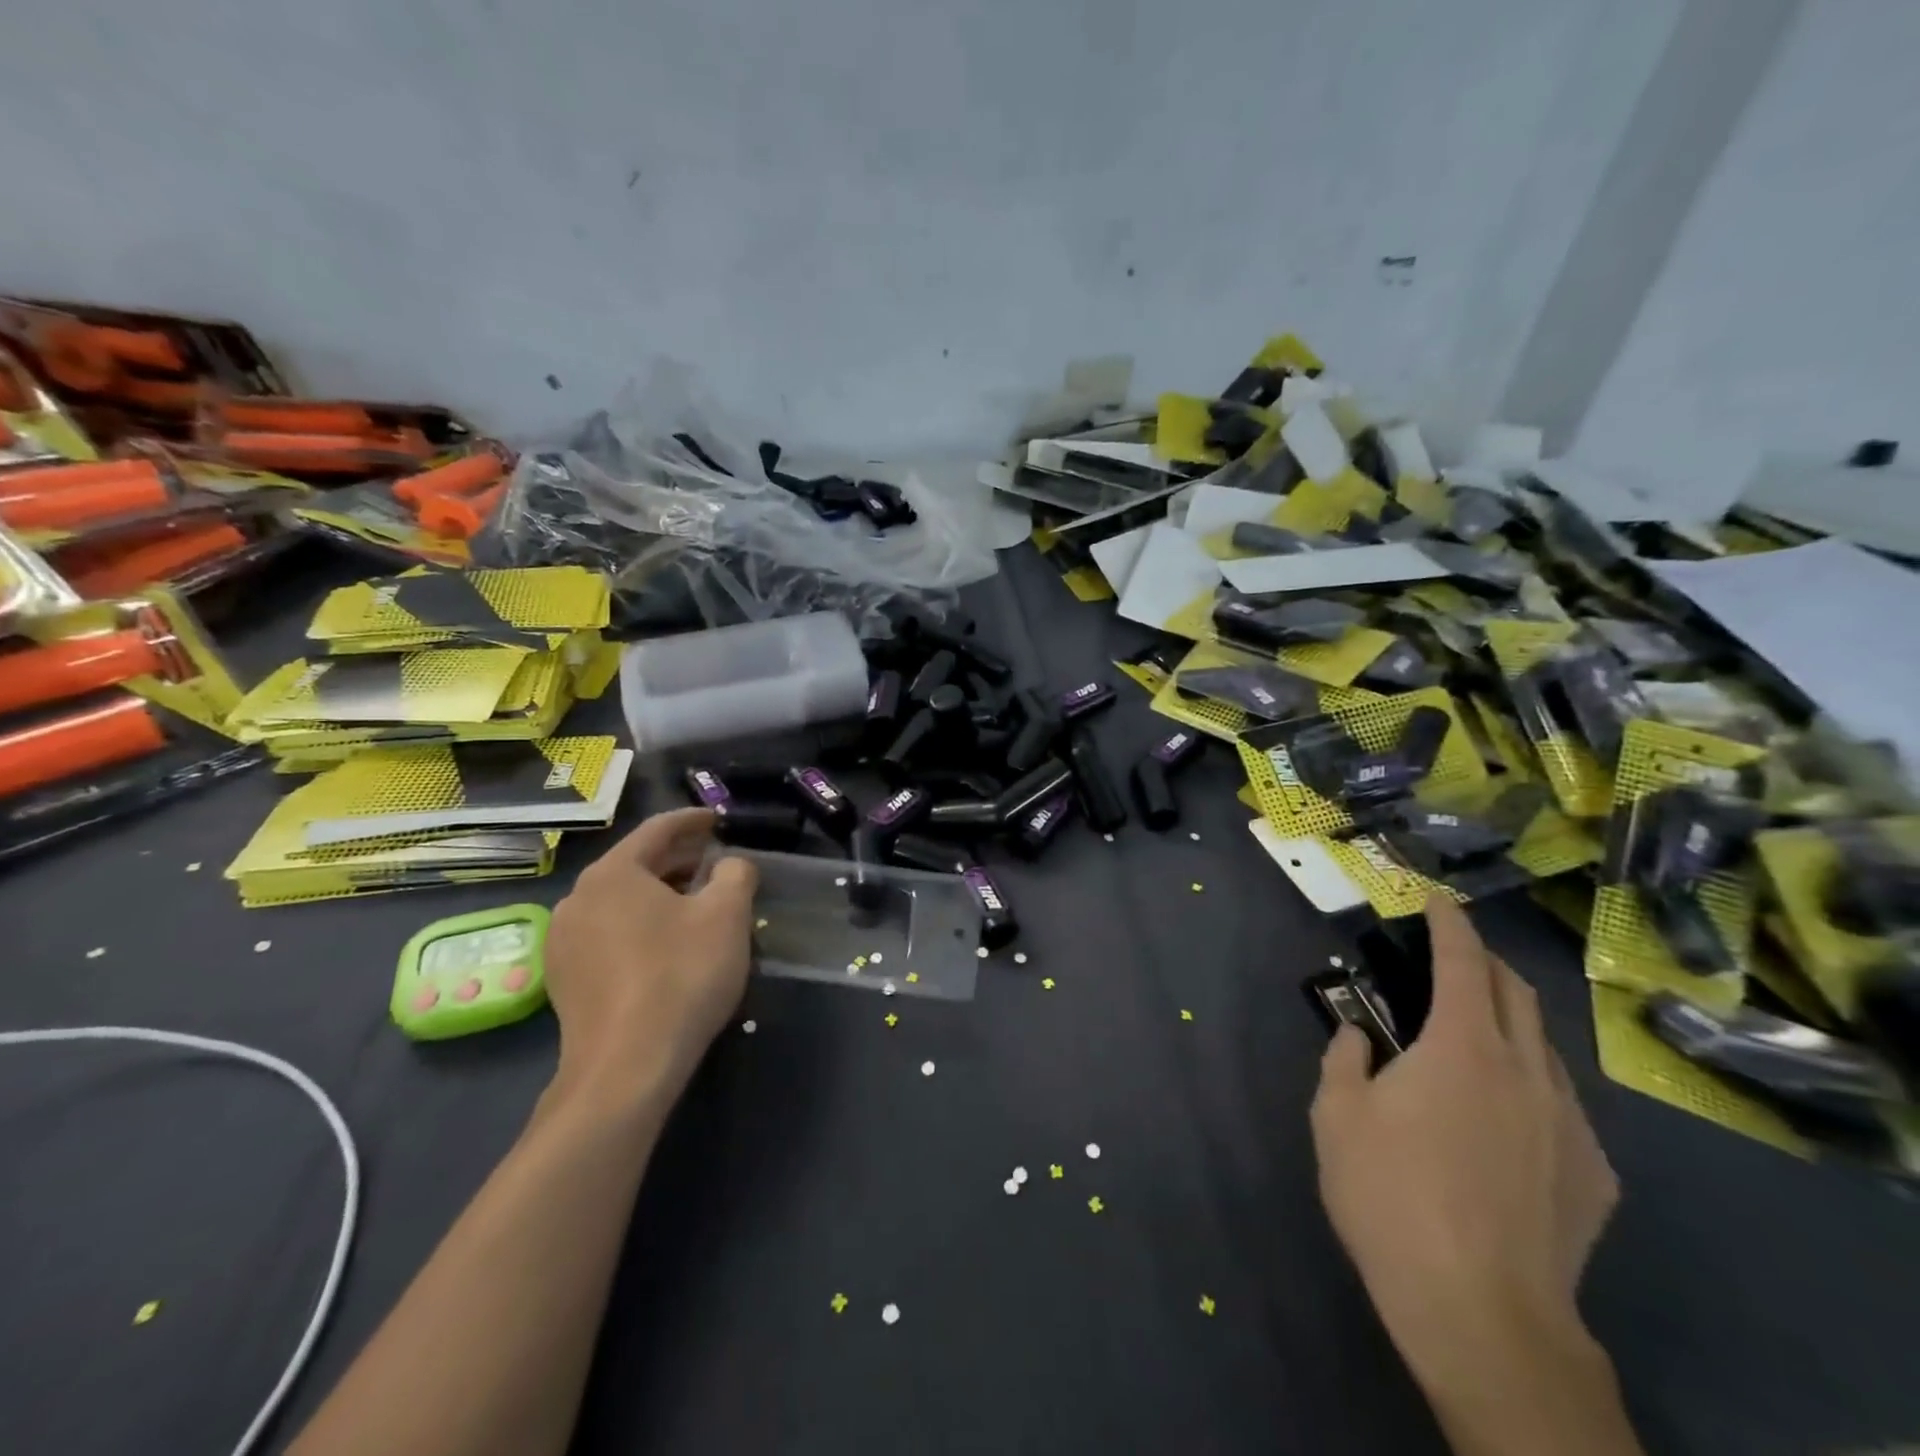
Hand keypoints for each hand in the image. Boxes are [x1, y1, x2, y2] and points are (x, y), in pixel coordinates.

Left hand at [543, 809, 758, 1110]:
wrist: (626, 1067)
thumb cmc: (681, 975)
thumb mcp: (727, 915)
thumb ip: (735, 874)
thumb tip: (729, 865)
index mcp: (613, 872)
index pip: (658, 829)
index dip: (694, 820)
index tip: (719, 820)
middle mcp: (578, 897)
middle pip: (638, 864)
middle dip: (681, 860)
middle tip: (718, 863)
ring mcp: (564, 941)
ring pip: (622, 901)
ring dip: (662, 894)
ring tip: (699, 904)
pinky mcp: (564, 979)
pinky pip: (610, 932)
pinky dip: (642, 925)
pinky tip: (669, 944)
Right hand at [1310, 895, 1617, 1381]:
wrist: (1482, 1314)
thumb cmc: (1391, 1196)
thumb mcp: (1335, 1117)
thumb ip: (1344, 1060)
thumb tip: (1356, 1035)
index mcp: (1462, 1047)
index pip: (1462, 962)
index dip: (1449, 923)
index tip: (1438, 900)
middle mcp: (1527, 1071)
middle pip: (1517, 993)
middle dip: (1486, 962)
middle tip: (1453, 958)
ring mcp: (1569, 1125)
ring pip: (1545, 1049)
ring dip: (1511, 1024)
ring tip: (1475, 1039)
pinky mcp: (1594, 1177)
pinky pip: (1561, 1107)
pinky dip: (1529, 1086)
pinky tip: (1504, 1123)